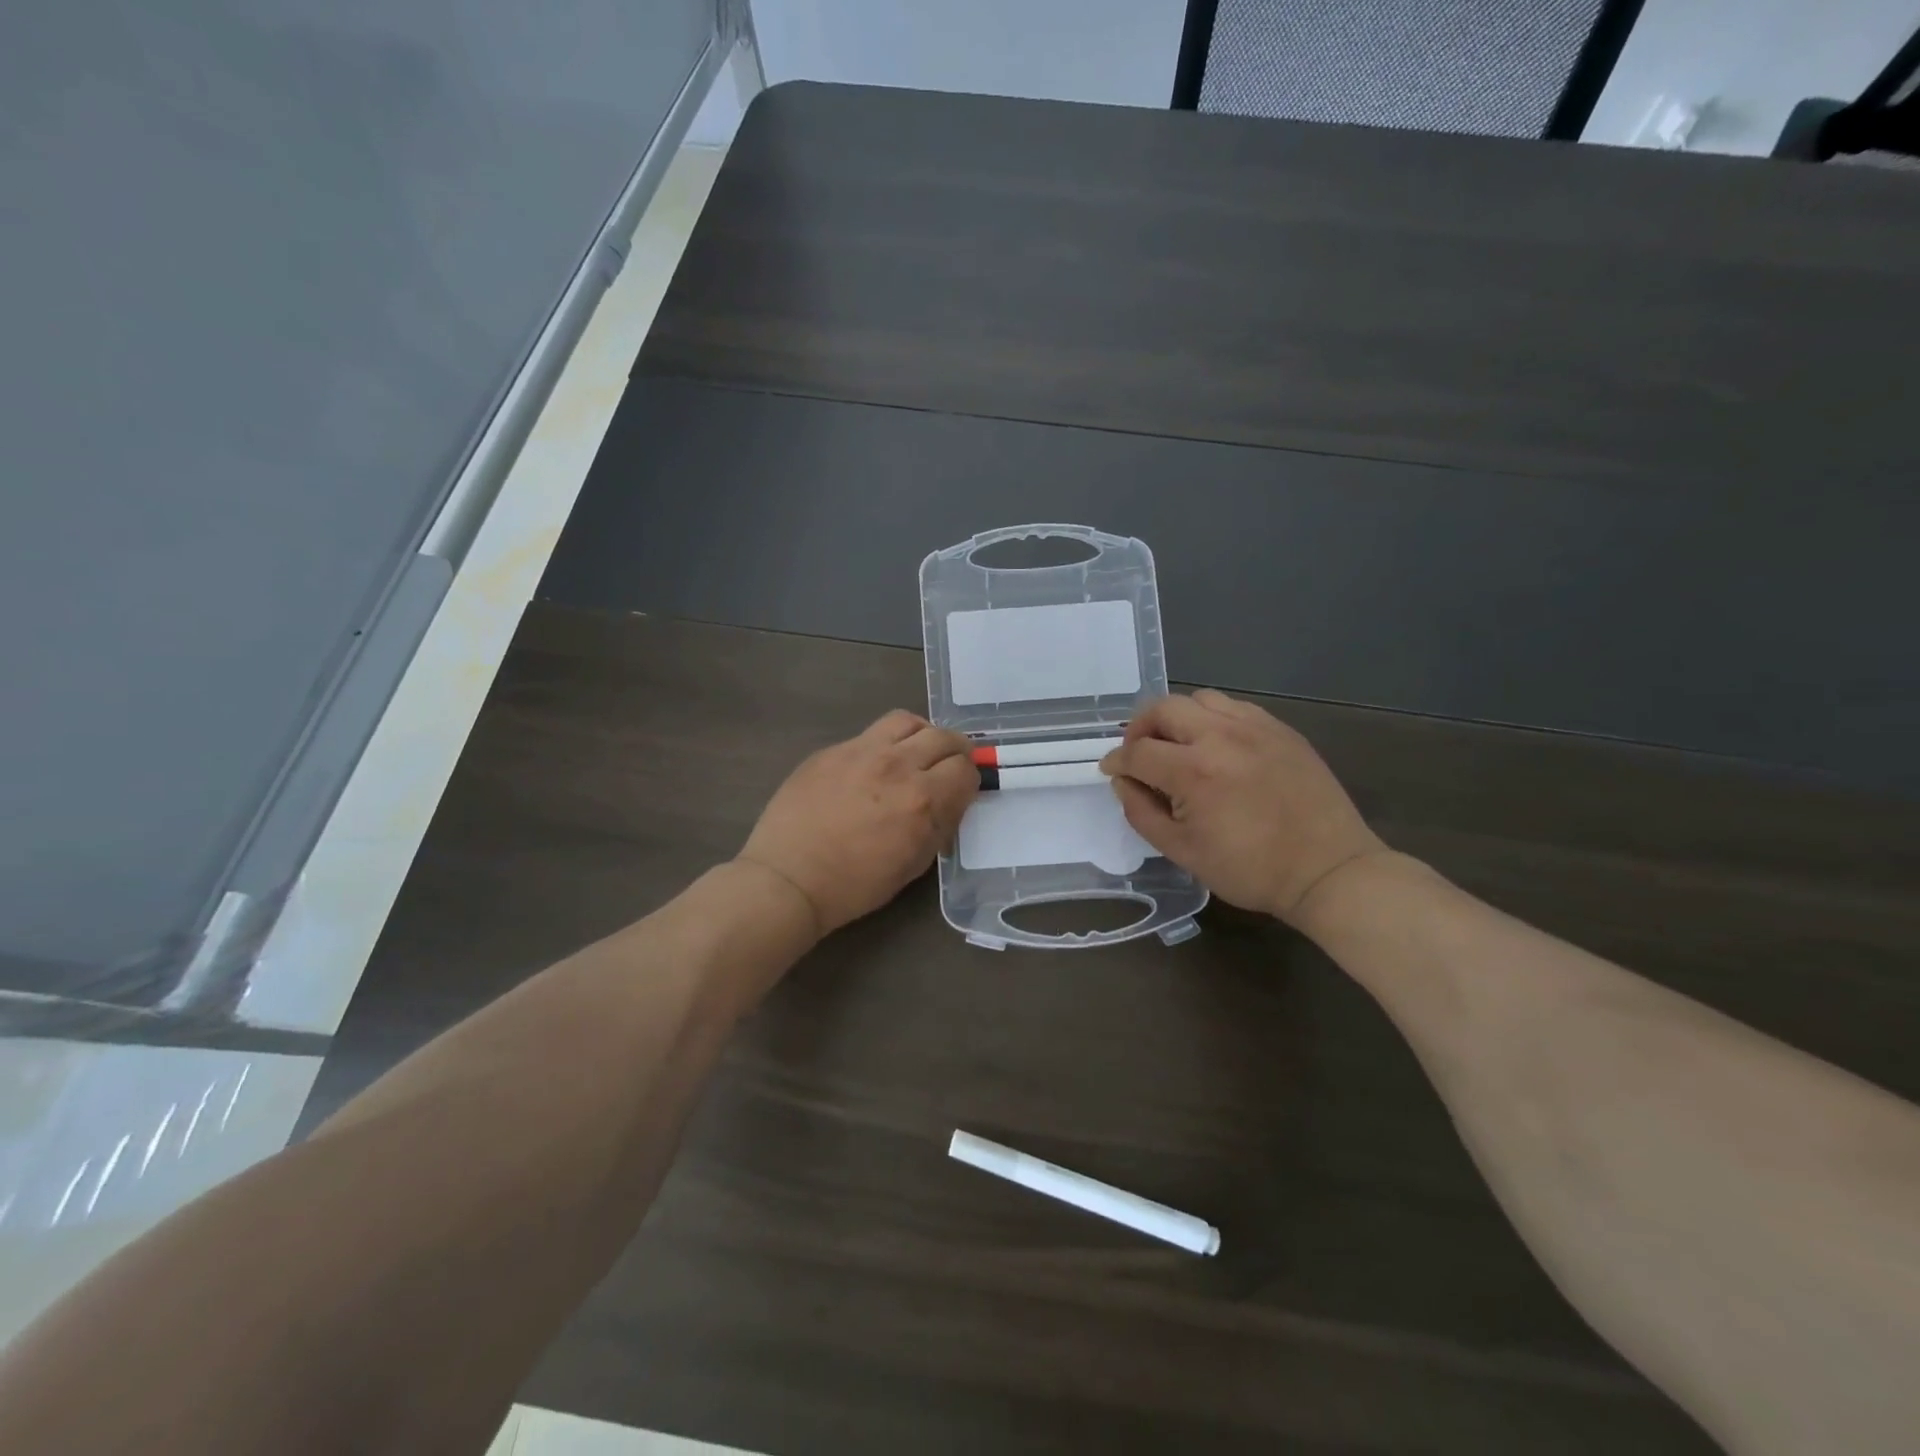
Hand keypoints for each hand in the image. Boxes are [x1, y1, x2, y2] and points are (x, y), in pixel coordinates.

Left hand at [738, 709, 977, 937]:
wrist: (788, 878)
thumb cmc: (854, 885)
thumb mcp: (913, 865)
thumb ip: (939, 826)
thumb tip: (950, 802)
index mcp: (922, 799)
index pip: (965, 769)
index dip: (969, 780)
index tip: (961, 791)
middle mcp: (897, 765)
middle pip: (943, 737)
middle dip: (954, 752)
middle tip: (947, 767)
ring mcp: (861, 751)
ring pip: (907, 721)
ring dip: (921, 735)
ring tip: (914, 753)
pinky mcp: (832, 750)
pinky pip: (870, 734)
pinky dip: (884, 744)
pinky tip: (873, 767)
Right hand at [1100, 690, 1386, 927]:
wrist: (1328, 870)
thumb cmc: (1249, 870)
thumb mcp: (1182, 852)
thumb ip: (1141, 812)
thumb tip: (1122, 782)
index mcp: (1193, 771)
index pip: (1137, 751)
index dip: (1116, 762)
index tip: (1111, 771)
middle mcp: (1221, 736)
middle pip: (1163, 708)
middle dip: (1140, 728)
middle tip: (1139, 753)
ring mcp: (1255, 727)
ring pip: (1199, 699)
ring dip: (1177, 718)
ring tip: (1178, 745)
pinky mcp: (1281, 729)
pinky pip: (1234, 707)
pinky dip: (1213, 718)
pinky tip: (1217, 746)